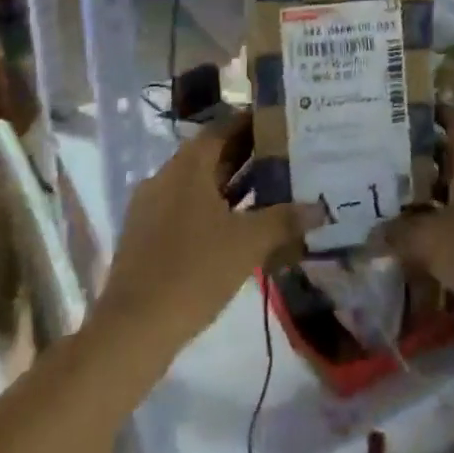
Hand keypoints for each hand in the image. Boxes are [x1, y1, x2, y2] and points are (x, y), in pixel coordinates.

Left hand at [94, 112, 320, 358]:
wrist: (132, 330)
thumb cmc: (194, 272)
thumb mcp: (248, 243)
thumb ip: (285, 220)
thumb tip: (321, 208)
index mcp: (187, 167)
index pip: (223, 128)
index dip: (253, 122)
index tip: (283, 121)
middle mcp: (166, 177)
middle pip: (212, 155)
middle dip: (248, 154)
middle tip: (287, 153)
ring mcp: (153, 208)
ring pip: (200, 184)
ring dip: (233, 184)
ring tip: (273, 186)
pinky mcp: (148, 236)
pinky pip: (188, 208)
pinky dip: (216, 208)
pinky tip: (242, 225)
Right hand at [381, 105, 453, 311]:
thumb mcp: (430, 241)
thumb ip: (399, 233)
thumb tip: (373, 234)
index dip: (434, 114)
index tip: (406, 114)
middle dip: (423, 158)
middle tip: (388, 165)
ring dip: (435, 191)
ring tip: (400, 201)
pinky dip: (450, 215)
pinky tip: (427, 235)